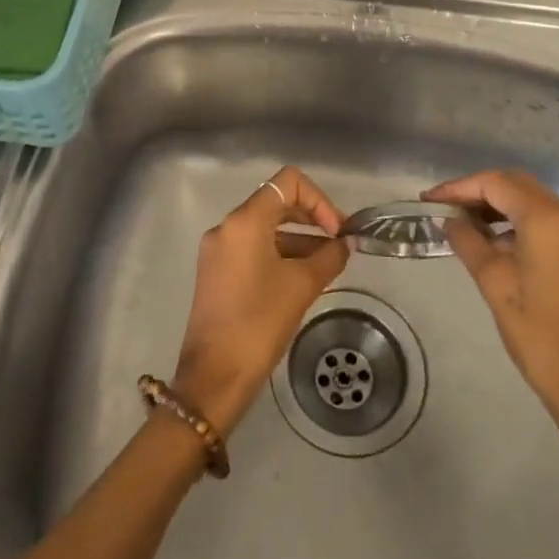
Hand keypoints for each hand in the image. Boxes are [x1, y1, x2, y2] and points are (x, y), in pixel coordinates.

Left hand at [170, 166, 349, 435]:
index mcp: (245, 221)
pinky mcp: (216, 271)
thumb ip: (328, 257)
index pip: (288, 183)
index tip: (337, 231)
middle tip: (340, 243)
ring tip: (328, 264)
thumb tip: (344, 244)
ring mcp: (218, 249)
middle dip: (311, 217)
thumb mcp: (302, 286)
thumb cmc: (259, 323)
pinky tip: (303, 277)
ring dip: (299, 238)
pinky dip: (280, 253)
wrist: (214, 376)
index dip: (319, 199)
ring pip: (265, 228)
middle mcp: (227, 227)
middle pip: (276, 202)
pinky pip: (253, 248)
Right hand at [427, 169, 558, 505]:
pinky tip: (498, 244)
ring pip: (536, 202)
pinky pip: (551, 222)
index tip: (428, 201)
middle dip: (479, 192)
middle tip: (444, 209)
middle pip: (518, 185)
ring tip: (465, 225)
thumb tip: (450, 220)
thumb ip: (469, 243)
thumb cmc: (541, 337)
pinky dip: (521, 222)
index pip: (496, 183)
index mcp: (549, 220)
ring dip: (500, 206)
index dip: (459, 187)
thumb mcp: (495, 285)